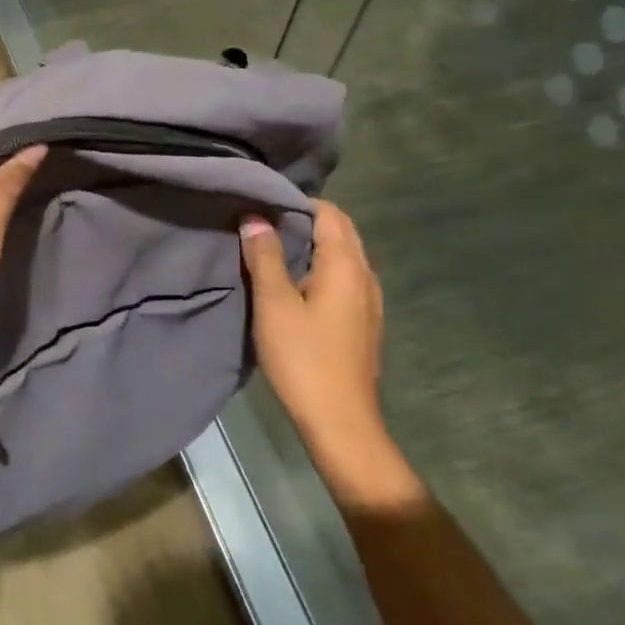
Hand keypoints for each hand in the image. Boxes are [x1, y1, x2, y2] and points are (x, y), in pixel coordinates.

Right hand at [240, 202, 418, 508]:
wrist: (340, 421)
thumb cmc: (303, 357)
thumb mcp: (274, 303)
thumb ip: (265, 256)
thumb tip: (255, 217)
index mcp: (346, 266)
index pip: (329, 213)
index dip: (296, 203)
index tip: (261, 205)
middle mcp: (365, 276)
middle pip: (340, 231)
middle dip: (304, 220)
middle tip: (262, 222)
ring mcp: (368, 301)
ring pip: (342, 255)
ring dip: (312, 244)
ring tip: (272, 248)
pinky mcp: (363, 322)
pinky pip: (342, 277)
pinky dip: (319, 267)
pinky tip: (293, 283)